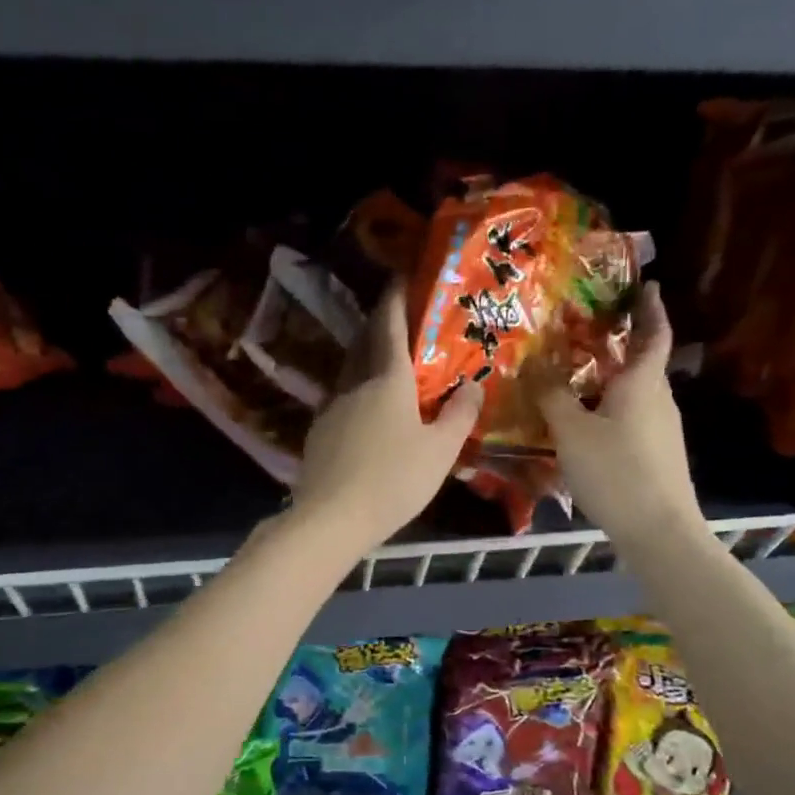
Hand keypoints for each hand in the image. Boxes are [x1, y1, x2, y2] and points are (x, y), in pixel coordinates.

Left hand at [290, 284, 483, 555]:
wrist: (330, 519)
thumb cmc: (393, 481)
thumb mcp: (440, 451)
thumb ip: (460, 415)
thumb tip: (474, 385)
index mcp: (387, 379)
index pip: (389, 324)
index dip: (395, 296)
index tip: (402, 275)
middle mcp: (354, 384)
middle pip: (365, 342)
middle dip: (381, 323)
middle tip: (402, 317)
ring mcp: (331, 407)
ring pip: (352, 370)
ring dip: (368, 357)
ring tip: (390, 363)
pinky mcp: (319, 432)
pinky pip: (343, 398)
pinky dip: (359, 390)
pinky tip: (370, 411)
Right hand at [529, 281, 703, 543]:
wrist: (658, 531)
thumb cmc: (615, 471)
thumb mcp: (572, 431)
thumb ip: (552, 395)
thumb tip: (536, 364)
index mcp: (642, 382)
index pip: (654, 334)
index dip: (651, 308)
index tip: (648, 286)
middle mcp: (658, 399)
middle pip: (642, 362)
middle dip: (620, 343)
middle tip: (587, 330)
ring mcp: (662, 429)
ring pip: (635, 392)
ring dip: (611, 379)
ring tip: (576, 376)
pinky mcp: (657, 455)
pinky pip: (631, 417)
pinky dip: (610, 408)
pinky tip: (585, 424)